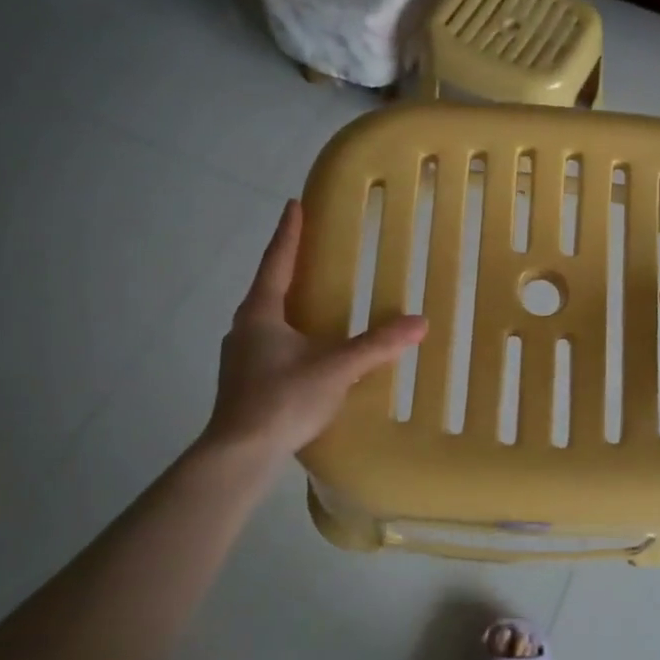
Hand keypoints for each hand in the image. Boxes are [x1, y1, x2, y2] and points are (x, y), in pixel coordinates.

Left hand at [205, 200, 426, 457]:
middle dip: (288, 266)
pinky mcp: (243, 381)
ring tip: (311, 297)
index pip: (277, 261)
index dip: (288, 232)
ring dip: (287, 302)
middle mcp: (244, 328)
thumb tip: (419, 322)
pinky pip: (268, 343)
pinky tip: (305, 349)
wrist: (239, 455)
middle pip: (268, 287)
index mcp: (260, 313)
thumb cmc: (282, 400)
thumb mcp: (336, 369)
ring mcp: (239, 356)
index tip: (294, 204)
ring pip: (266, 318)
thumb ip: (376, 346)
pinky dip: (287, 333)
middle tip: (310, 248)